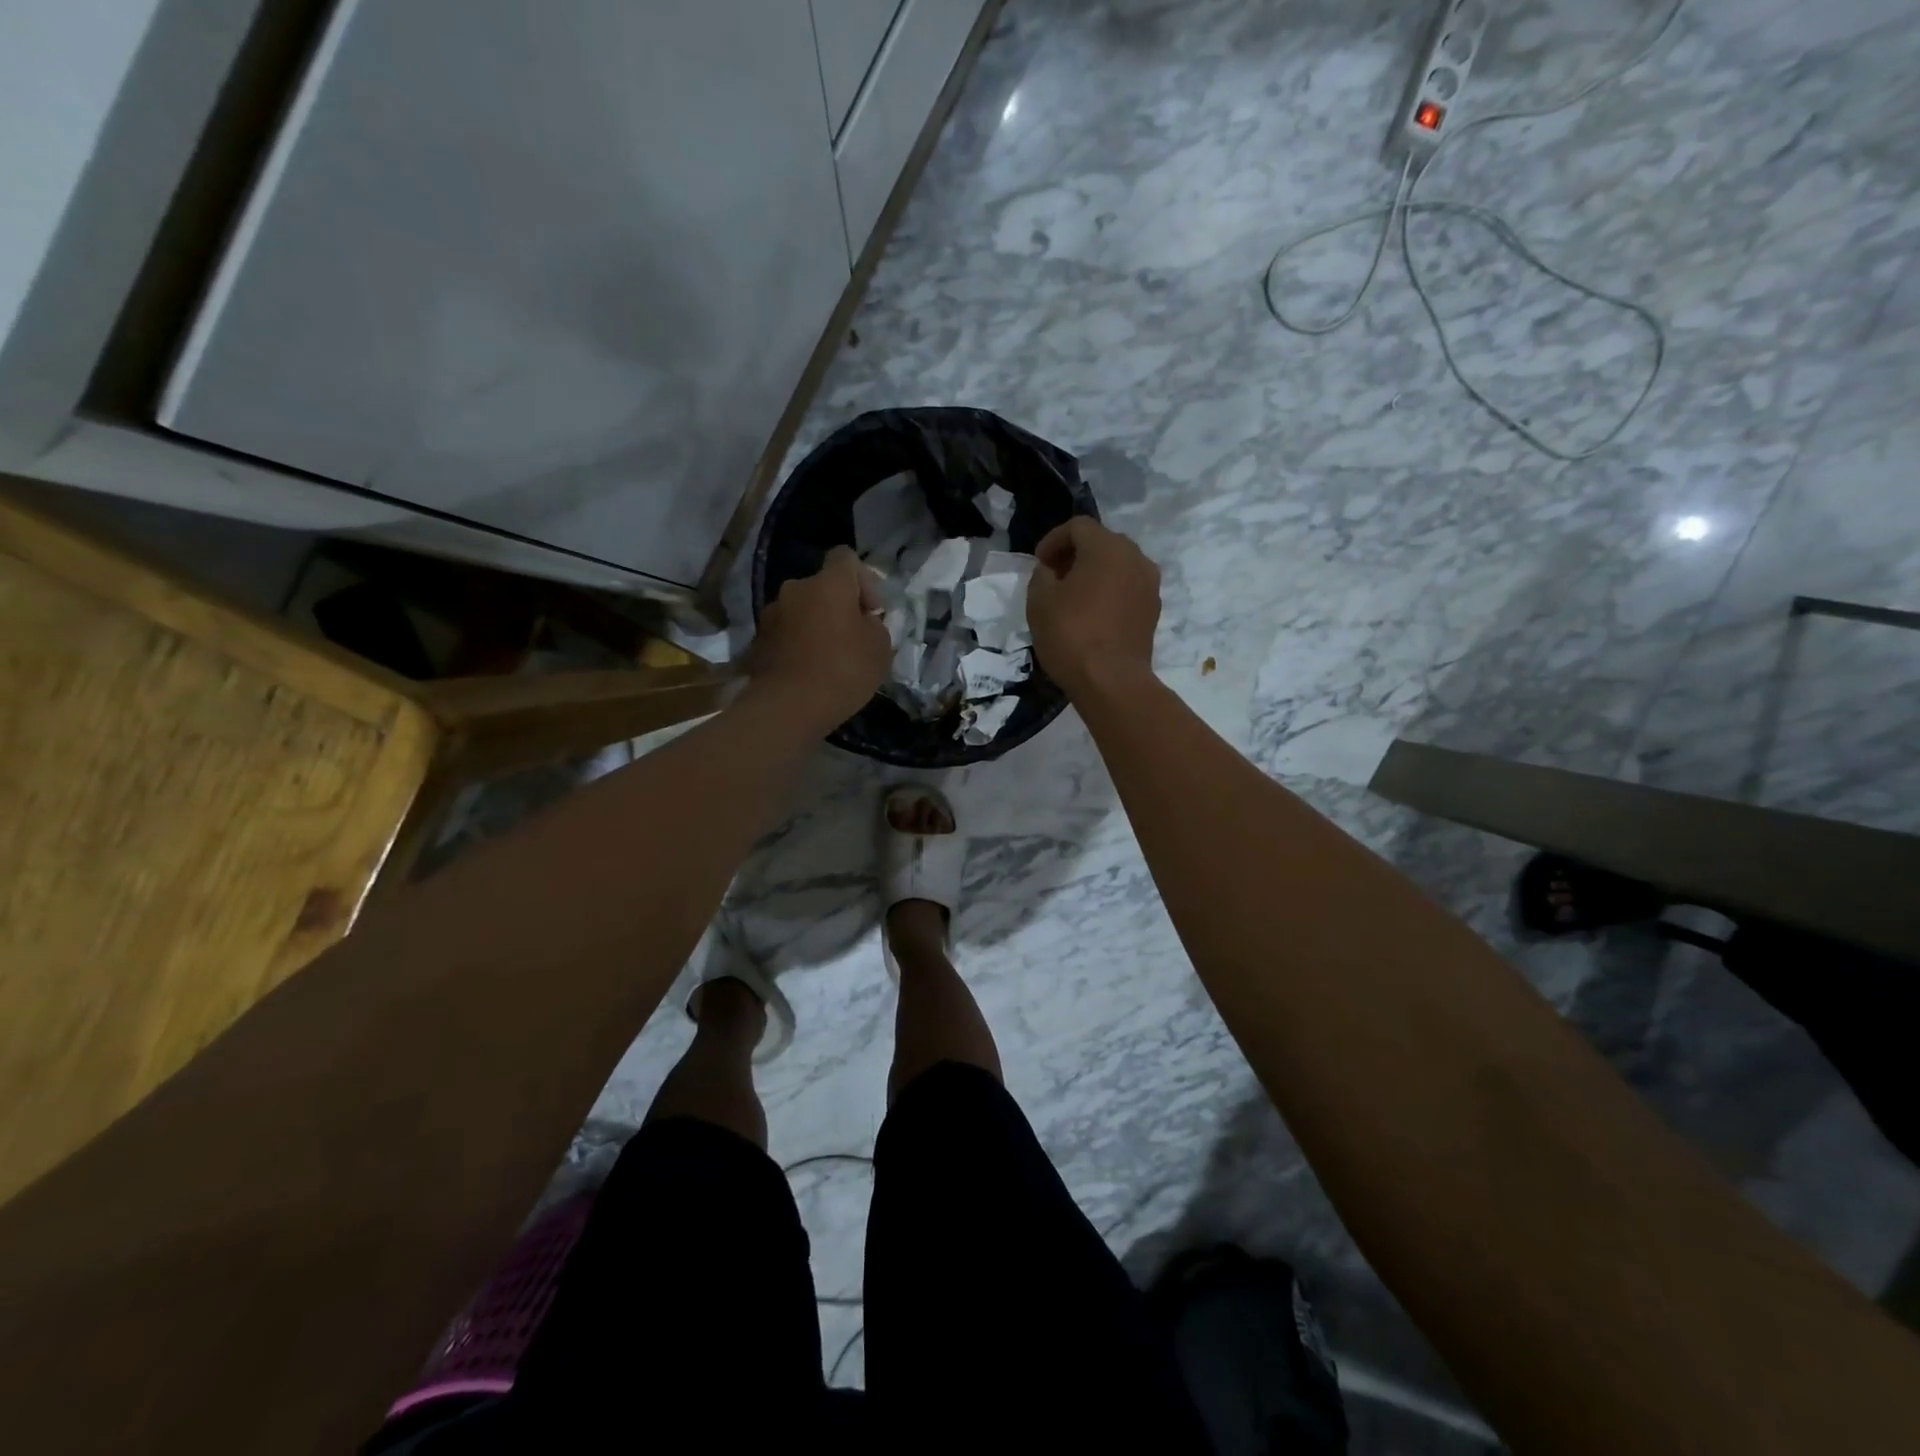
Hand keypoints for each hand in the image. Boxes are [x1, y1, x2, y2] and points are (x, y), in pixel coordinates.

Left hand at [748, 546, 890, 731]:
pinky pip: (787, 633)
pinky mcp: (759, 640)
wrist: (788, 707)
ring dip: (817, 625)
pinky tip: (809, 671)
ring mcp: (772, 614)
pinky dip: (799, 644)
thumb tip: (862, 622)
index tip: (871, 611)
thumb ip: (875, 625)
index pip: (846, 557)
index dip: (864, 580)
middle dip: (839, 607)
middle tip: (853, 638)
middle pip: (823, 587)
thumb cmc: (843, 671)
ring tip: (829, 658)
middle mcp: (795, 589)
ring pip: (803, 610)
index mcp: (828, 583)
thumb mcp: (880, 648)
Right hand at [1026, 517, 1160, 698]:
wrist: (1112, 682)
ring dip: (1094, 573)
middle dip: (1075, 554)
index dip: (1053, 540)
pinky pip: (1128, 588)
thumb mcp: (1040, 601)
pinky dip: (1109, 591)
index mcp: (1107, 547)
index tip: (1039, 563)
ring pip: (1118, 565)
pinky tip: (1093, 614)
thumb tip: (1052, 571)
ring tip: (1073, 596)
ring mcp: (1149, 584)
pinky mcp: (1154, 610)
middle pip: (1102, 542)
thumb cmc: (1071, 635)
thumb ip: (1042, 575)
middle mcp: (1135, 557)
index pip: (1078, 526)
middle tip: (1054, 577)